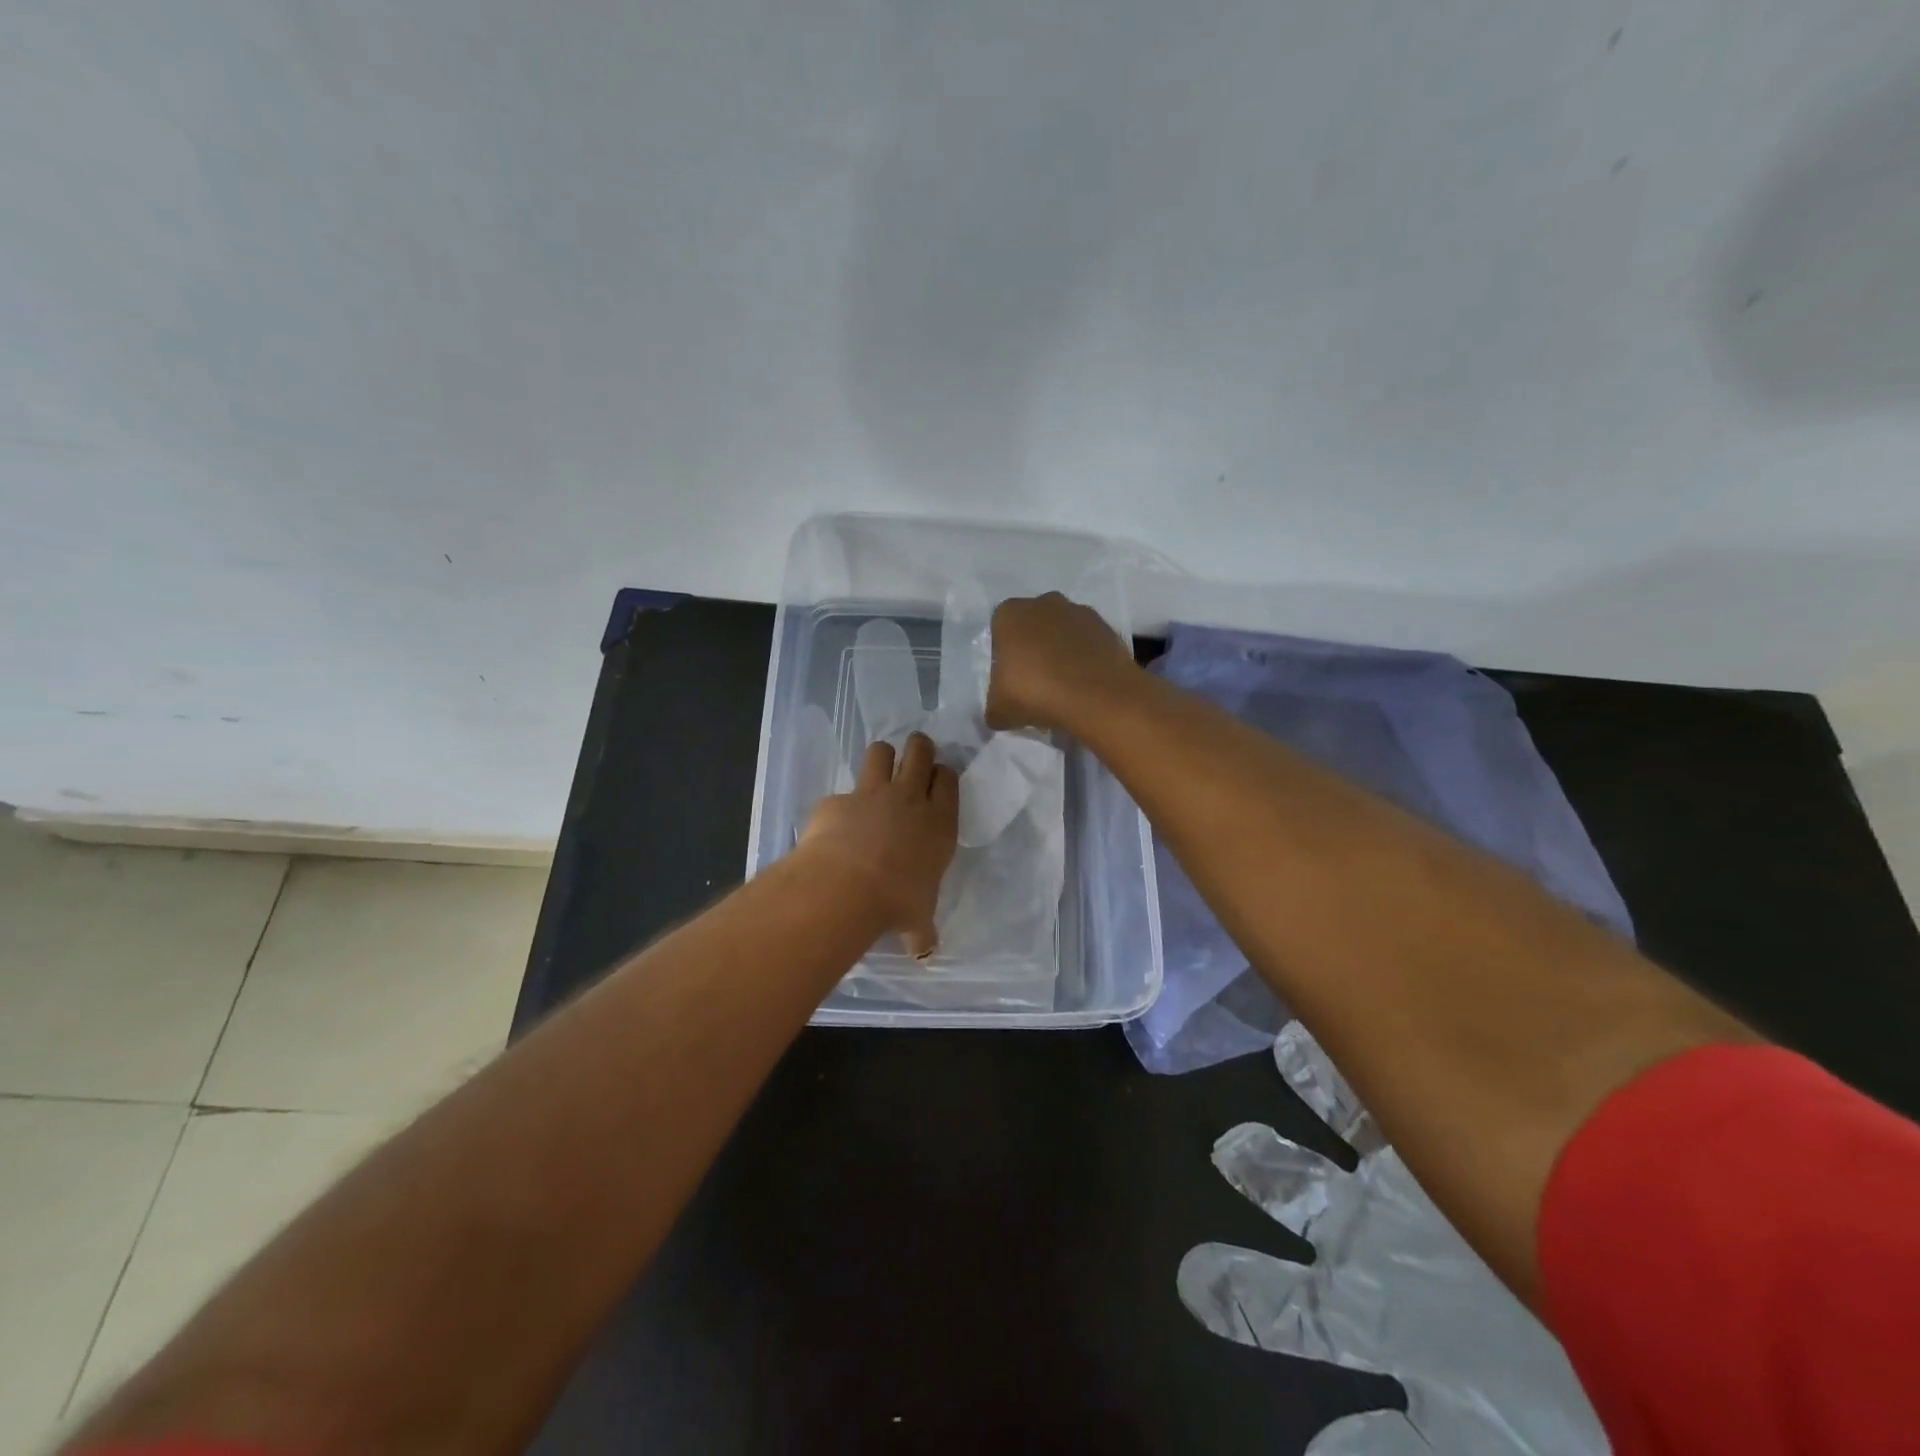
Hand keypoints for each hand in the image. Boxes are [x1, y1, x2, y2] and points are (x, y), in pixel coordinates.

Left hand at [800, 732, 957, 958]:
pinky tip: (835, 825)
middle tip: (915, 755)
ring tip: (878, 769)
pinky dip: (840, 806)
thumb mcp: (917, 920)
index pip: (948, 780)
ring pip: (881, 752)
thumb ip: (922, 930)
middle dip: (919, 748)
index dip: (943, 774)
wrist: (846, 886)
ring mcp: (871, 794)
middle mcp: (909, 799)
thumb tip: (924, 954)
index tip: (938, 779)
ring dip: (882, 757)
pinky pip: (841, 793)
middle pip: (919, 751)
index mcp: (939, 823)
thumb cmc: (896, 902)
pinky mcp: (836, 800)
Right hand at [985, 592, 1138, 732]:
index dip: (1003, 655)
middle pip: (1033, 625)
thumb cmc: (1035, 693)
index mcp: (1010, 614)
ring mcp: (1080, 612)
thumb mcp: (998, 710)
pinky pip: (1088, 643)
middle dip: (1033, 648)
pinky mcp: (1107, 627)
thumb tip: (999, 713)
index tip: (1009, 679)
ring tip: (1063, 685)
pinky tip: (1085, 684)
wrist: (1097, 697)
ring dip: (1061, 651)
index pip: (999, 630)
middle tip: (1035, 681)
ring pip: (1063, 631)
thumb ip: (993, 707)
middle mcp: (1044, 603)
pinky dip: (1085, 658)